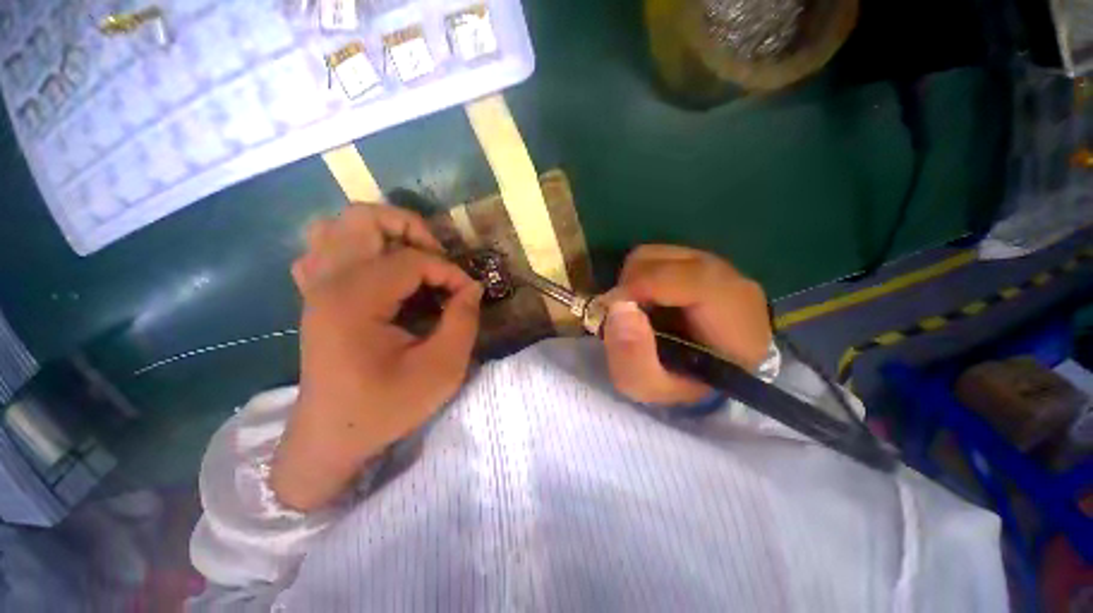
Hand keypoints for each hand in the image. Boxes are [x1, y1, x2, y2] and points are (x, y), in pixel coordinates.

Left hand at [271, 203, 482, 511]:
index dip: (449, 272)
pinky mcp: (315, 297)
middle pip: (364, 218)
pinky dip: (357, 247)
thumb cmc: (386, 407)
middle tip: (439, 259)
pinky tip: (380, 270)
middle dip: (412, 229)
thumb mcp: (442, 369)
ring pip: (339, 226)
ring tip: (413, 258)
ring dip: (384, 233)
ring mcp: (315, 287)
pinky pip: (327, 249)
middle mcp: (328, 283)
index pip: (412, 260)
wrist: (333, 438)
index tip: (469, 294)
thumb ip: (463, 321)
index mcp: (354, 301)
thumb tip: (472, 287)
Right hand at [603, 245, 770, 405]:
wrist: (717, 376)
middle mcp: (727, 276)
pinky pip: (658, 258)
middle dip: (628, 286)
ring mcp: (714, 264)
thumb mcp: (653, 388)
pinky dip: (641, 277)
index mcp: (730, 311)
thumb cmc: (687, 386)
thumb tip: (617, 307)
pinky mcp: (700, 261)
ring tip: (638, 311)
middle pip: (657, 260)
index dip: (637, 287)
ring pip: (653, 255)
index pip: (681, 278)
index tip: (611, 311)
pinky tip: (650, 303)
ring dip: (632, 281)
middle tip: (624, 318)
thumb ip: (632, 358)